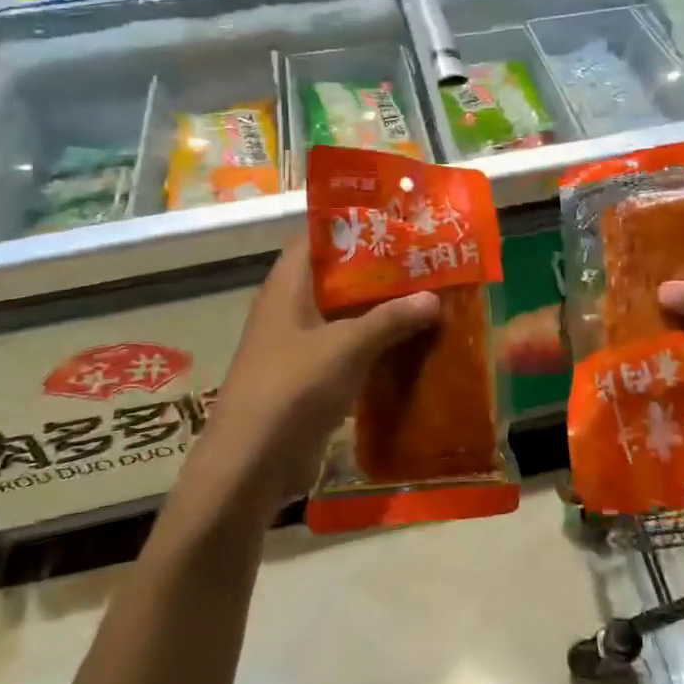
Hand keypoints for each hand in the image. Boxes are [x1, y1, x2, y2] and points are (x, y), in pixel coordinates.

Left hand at [200, 237, 438, 509]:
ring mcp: (299, 343)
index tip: (398, 217)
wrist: (249, 466)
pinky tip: (412, 343)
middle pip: (339, 275)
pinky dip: (376, 343)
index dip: (355, 222)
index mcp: (288, 285)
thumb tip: (433, 297)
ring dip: (382, 308)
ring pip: (346, 313)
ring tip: (429, 295)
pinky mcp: (310, 376)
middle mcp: (291, 306)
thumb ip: (390, 319)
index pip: (320, 235)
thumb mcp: (346, 347)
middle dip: (381, 267)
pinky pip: (348, 348)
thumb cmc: (292, 389)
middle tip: (427, 257)